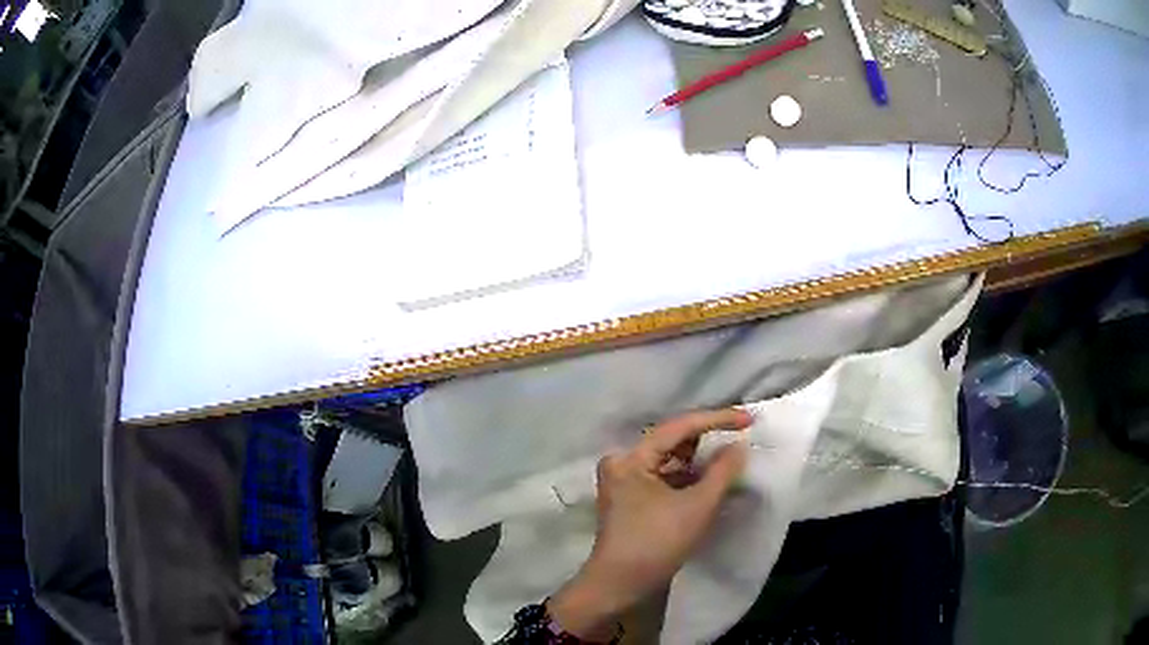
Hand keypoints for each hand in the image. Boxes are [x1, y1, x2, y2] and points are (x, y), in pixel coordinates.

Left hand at [547, 409, 751, 640]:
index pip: (679, 428)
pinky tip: (713, 479)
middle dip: (708, 440)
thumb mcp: (697, 506)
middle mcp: (623, 463)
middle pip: (672, 442)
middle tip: (742, 434)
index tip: (748, 419)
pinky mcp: (631, 498)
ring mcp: (625, 481)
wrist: (620, 585)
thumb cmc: (656, 543)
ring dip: (700, 461)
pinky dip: (688, 478)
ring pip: (670, 461)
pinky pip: (665, 477)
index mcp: (631, 459)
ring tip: (733, 456)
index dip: (717, 420)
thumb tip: (738, 446)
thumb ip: (722, 471)